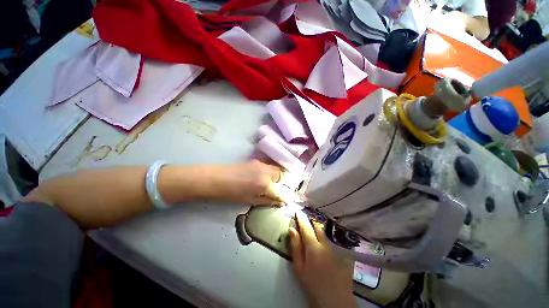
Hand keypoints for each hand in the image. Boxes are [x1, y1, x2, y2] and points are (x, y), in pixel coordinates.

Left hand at [209, 160, 284, 205]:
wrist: (217, 178)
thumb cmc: (232, 193)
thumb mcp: (250, 200)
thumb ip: (268, 201)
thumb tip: (281, 203)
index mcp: (265, 184)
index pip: (281, 191)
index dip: (284, 196)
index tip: (285, 200)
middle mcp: (266, 172)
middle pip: (282, 174)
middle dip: (282, 182)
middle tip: (275, 189)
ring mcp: (261, 164)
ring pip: (276, 168)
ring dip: (276, 176)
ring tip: (268, 183)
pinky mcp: (256, 160)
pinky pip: (268, 165)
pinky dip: (270, 171)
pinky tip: (261, 176)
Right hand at [289, 211, 355, 307]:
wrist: (336, 302)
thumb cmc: (313, 285)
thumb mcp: (299, 268)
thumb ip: (296, 247)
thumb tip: (292, 230)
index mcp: (313, 247)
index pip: (306, 227)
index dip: (301, 218)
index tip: (298, 210)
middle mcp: (325, 244)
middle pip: (317, 227)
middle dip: (311, 223)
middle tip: (305, 222)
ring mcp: (335, 249)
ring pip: (325, 235)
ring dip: (318, 231)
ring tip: (313, 233)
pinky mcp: (342, 254)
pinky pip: (331, 243)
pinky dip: (325, 241)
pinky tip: (324, 248)